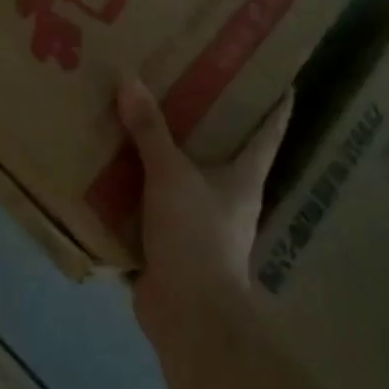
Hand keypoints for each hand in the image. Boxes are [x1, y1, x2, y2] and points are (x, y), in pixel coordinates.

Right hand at [116, 77, 292, 334]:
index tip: (276, 74)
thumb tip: (128, 78)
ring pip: (183, 174)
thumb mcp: (171, 175)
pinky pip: (153, 201)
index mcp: (244, 176)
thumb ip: (150, 130)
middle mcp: (228, 195)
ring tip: (139, 113)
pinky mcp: (171, 240)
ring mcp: (200, 220)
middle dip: (206, 118)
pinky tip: (112, 163)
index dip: (275, 102)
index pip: (268, 130)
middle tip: (183, 77)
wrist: (187, 315)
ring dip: (164, 150)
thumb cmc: (195, 236)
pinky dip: (136, 184)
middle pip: (223, 148)